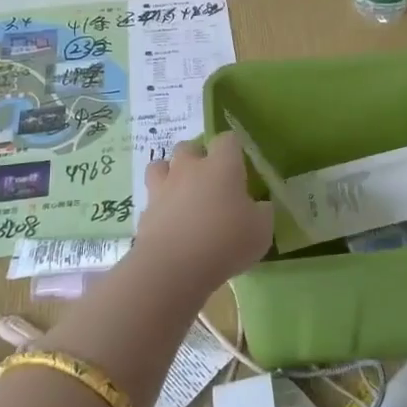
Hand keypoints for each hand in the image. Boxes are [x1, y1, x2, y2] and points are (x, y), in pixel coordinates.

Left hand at [133, 133, 273, 293]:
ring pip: (160, 166)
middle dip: (197, 157)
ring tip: (181, 193)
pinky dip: (159, 206)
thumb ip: (262, 213)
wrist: (173, 267)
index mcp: (221, 166)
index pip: (227, 139)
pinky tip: (170, 224)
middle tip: (209, 180)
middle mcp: (189, 168)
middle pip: (188, 146)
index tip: (240, 163)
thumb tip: (259, 206)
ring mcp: (162, 188)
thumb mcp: (261, 230)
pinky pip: (151, 199)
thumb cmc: (225, 241)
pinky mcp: (144, 212)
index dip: (233, 148)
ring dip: (170, 174)